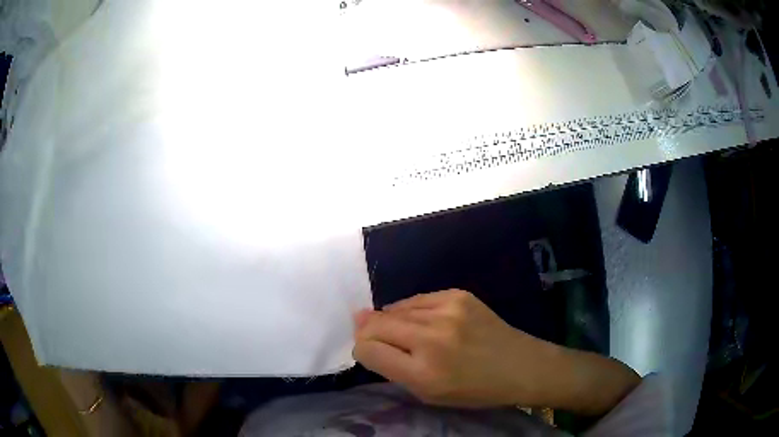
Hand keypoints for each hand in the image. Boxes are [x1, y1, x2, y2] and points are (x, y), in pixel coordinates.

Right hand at [353, 289, 640, 414]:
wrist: (520, 365)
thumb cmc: (474, 390)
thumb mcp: (428, 394)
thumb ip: (393, 369)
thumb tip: (363, 339)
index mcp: (423, 373)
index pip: (367, 350)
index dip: (363, 351)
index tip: (371, 355)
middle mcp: (431, 338)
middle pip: (374, 324)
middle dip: (369, 333)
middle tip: (380, 341)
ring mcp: (447, 311)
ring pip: (393, 309)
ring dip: (392, 322)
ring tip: (410, 335)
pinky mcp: (458, 294)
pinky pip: (417, 300)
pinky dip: (412, 311)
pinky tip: (425, 322)